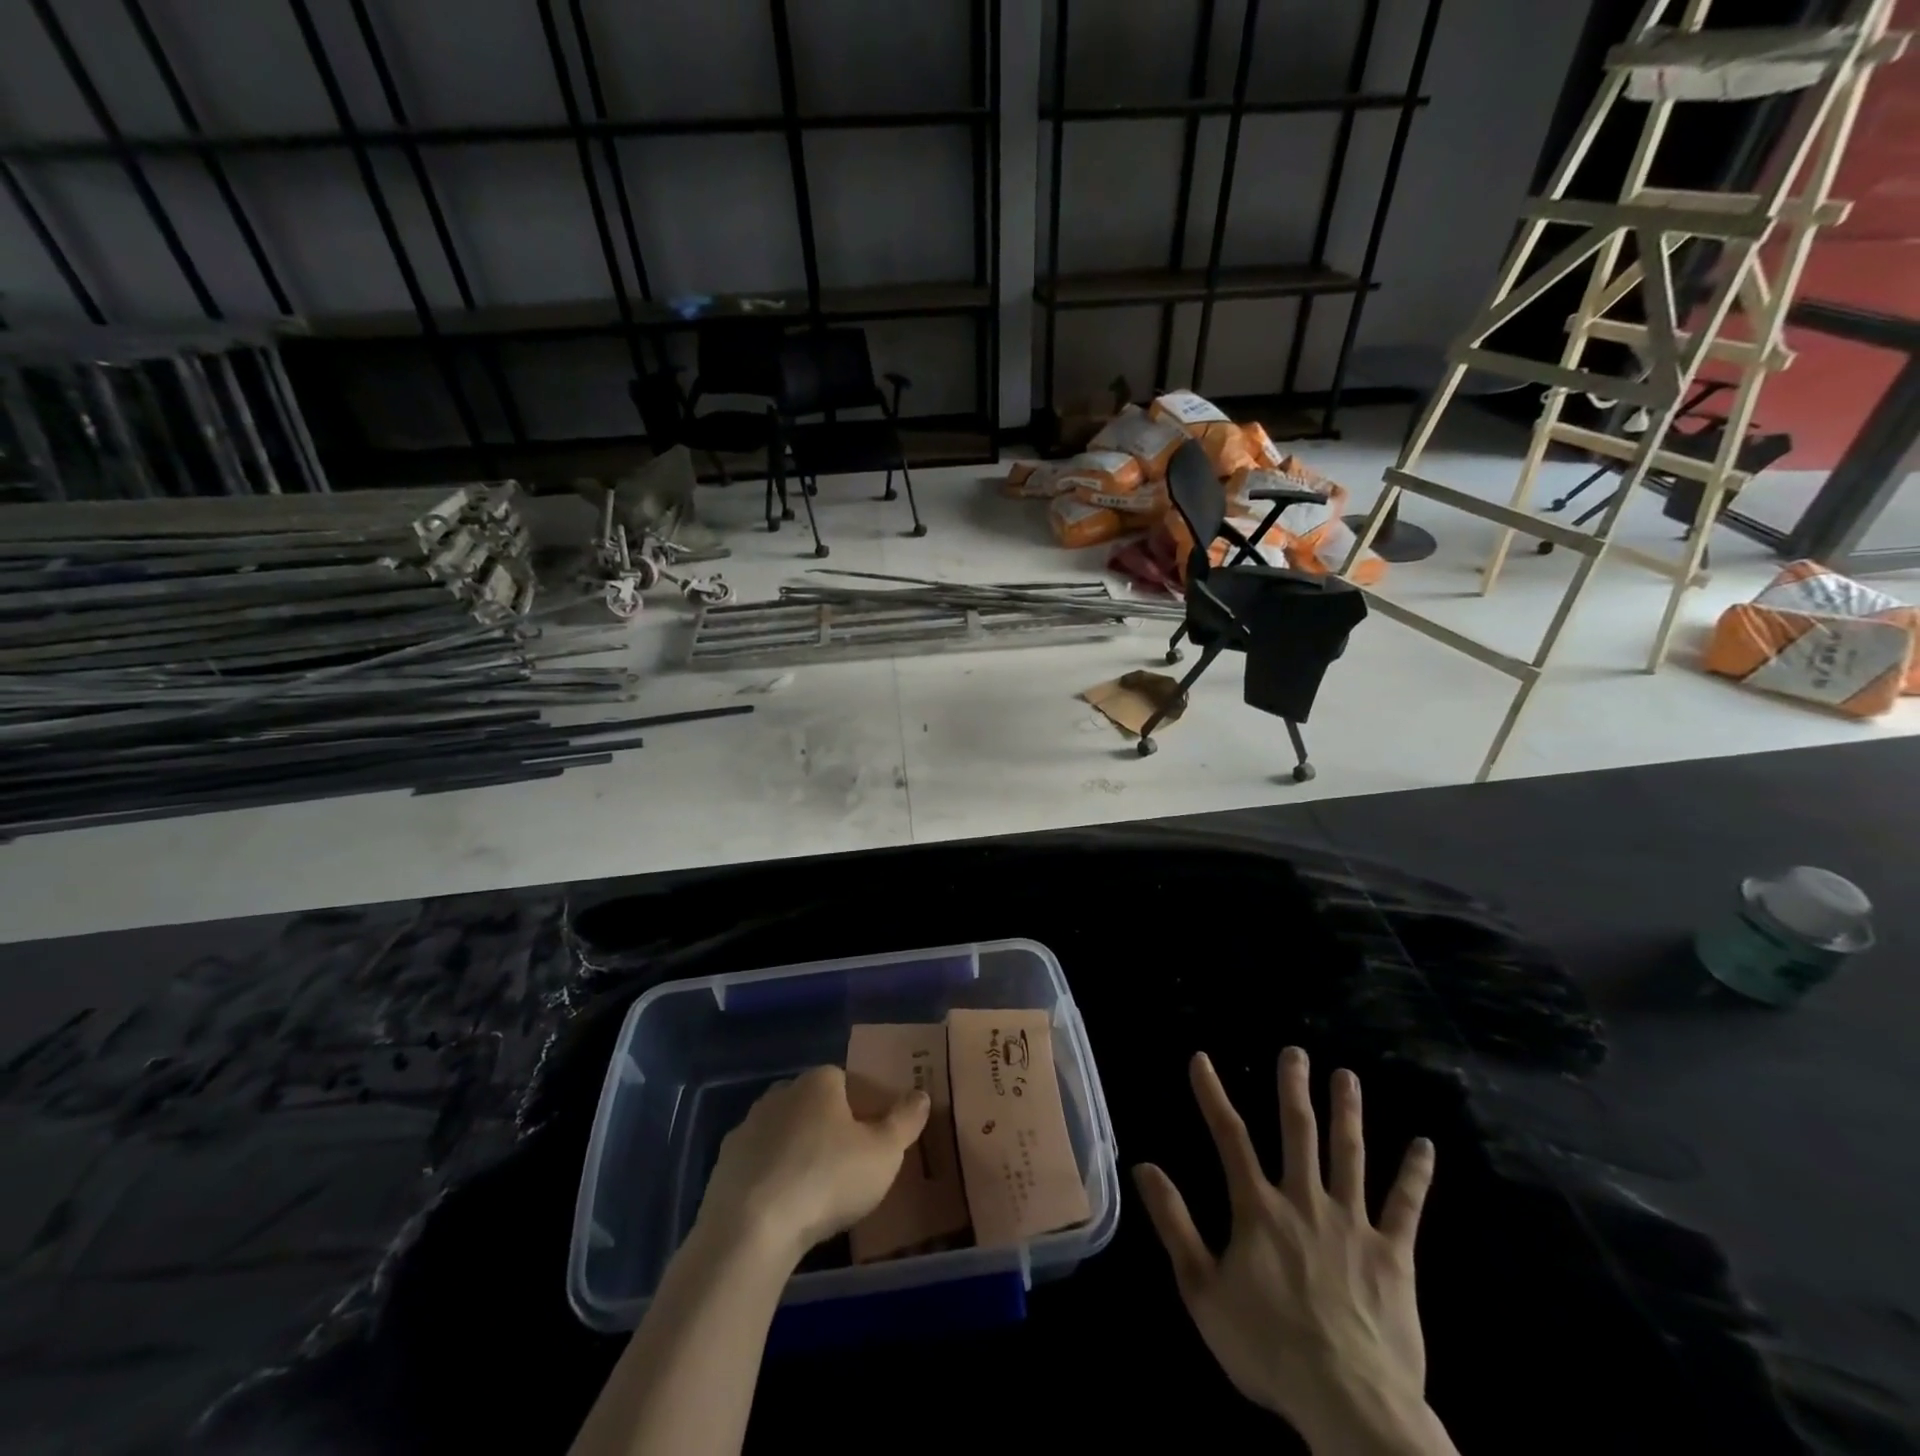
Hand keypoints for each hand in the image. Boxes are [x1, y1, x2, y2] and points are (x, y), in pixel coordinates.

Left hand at [698, 1066, 929, 1263]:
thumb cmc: (827, 1179)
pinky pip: (758, 1165)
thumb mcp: (883, 1153)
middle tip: (846, 1166)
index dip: (861, 1107)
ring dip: (796, 1154)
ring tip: (814, 1194)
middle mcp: (780, 1093)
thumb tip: (920, 1094)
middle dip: (827, 1128)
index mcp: (819, 1081)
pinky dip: (770, 1180)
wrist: (750, 1230)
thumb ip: (905, 1121)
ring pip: (782, 1134)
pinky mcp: (723, 1165)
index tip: (871, 1139)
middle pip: (812, 1105)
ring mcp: (747, 1128)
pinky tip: (783, 1210)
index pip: (844, 1081)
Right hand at [1133, 1049, 1449, 1455]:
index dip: (1212, 1094)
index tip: (1201, 1059)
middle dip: (1293, 1088)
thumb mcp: (1201, 1289)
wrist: (1349, 1402)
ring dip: (1348, 1112)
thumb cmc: (1267, 1348)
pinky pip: (1405, 1207)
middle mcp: (1305, 1201)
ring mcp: (1353, 1224)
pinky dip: (1415, 1175)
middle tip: (1295, 1051)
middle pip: (1298, 1132)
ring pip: (1349, 1155)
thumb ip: (1174, 1223)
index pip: (1229, 1137)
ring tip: (1346, 1075)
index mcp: (1258, 1208)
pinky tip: (1425, 1146)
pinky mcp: (1394, 1255)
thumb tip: (1144, 1166)